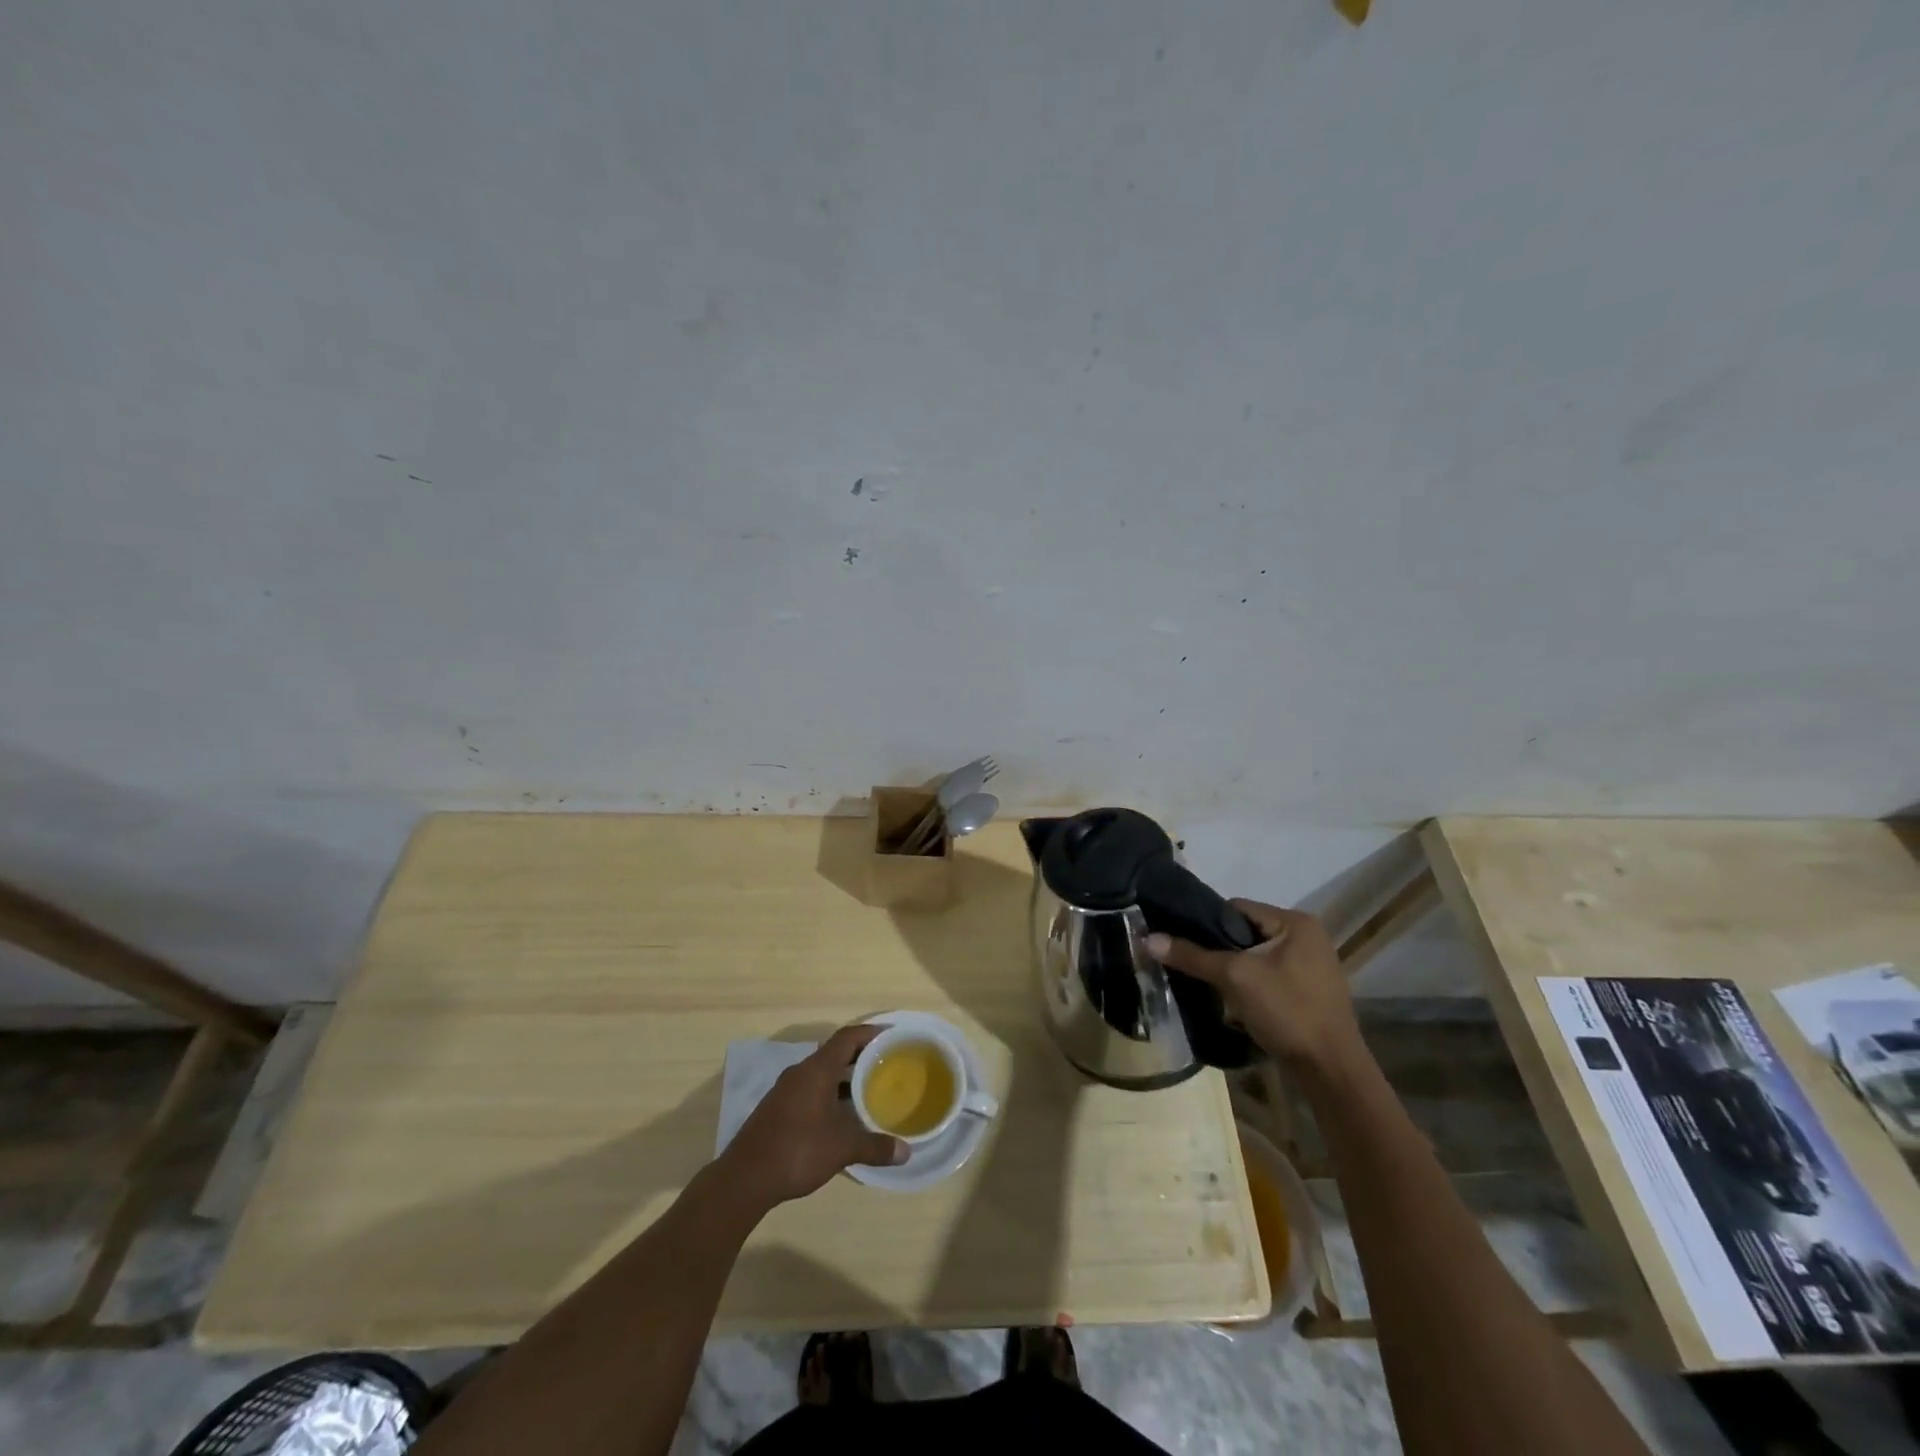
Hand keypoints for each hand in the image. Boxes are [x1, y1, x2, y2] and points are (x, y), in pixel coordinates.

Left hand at [718, 1024, 908, 1210]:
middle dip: (860, 1055)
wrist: (745, 1178)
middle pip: (835, 1052)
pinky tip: (841, 1114)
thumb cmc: (798, 1151)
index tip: (892, 1035)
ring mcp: (785, 1090)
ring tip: (869, 1088)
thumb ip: (874, 1147)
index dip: (870, 1032)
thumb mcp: (842, 1148)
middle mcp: (800, 1072)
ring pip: (821, 1072)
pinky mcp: (777, 1108)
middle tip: (886, 1063)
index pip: (847, 1037)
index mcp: (817, 1070)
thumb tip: (906, 1152)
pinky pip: (810, 1088)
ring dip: (844, 1076)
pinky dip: (829, 1092)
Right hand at [1146, 901, 1362, 1070]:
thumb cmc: (1288, 1012)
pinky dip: (1247, 986)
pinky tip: (1231, 1003)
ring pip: (1254, 957)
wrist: (1330, 1071)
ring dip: (1231, 971)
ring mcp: (1310, 966)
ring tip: (1206, 984)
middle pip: (1245, 933)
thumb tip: (1148, 939)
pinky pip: (1266, 977)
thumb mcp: (1235, 978)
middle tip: (1190, 965)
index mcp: (1296, 922)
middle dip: (1218, 950)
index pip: (1237, 908)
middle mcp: (1306, 937)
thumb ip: (1193, 955)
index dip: (1205, 923)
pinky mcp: (1307, 992)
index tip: (1180, 940)